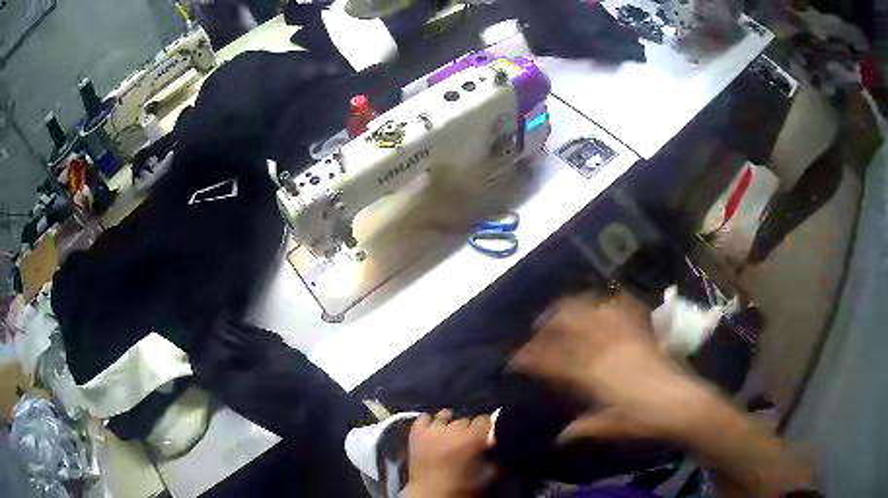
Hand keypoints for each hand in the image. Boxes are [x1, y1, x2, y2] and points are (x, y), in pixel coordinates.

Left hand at [404, 409, 494, 497]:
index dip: (487, 427)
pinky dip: (429, 422)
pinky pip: (424, 418)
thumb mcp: (486, 474)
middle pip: (465, 419)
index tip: (487, 435)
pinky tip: (432, 429)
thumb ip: (492, 458)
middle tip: (467, 441)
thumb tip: (492, 446)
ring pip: (445, 415)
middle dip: (468, 428)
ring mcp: (432, 429)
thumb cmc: (460, 486)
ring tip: (449, 433)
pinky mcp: (416, 432)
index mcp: (473, 437)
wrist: (429, 493)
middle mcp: (453, 428)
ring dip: (449, 423)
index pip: (485, 419)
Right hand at [511, 290, 717, 441]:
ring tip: (562, 307)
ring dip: (575, 307)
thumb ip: (584, 428)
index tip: (516, 358)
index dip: (532, 357)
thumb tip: (561, 437)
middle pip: (571, 326)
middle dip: (549, 323)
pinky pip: (625, 310)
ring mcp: (626, 338)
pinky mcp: (643, 334)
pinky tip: (606, 300)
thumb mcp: (611, 428)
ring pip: (594, 312)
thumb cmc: (644, 421)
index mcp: (593, 376)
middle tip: (536, 328)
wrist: (683, 405)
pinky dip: (612, 302)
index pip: (554, 361)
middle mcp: (606, 351)